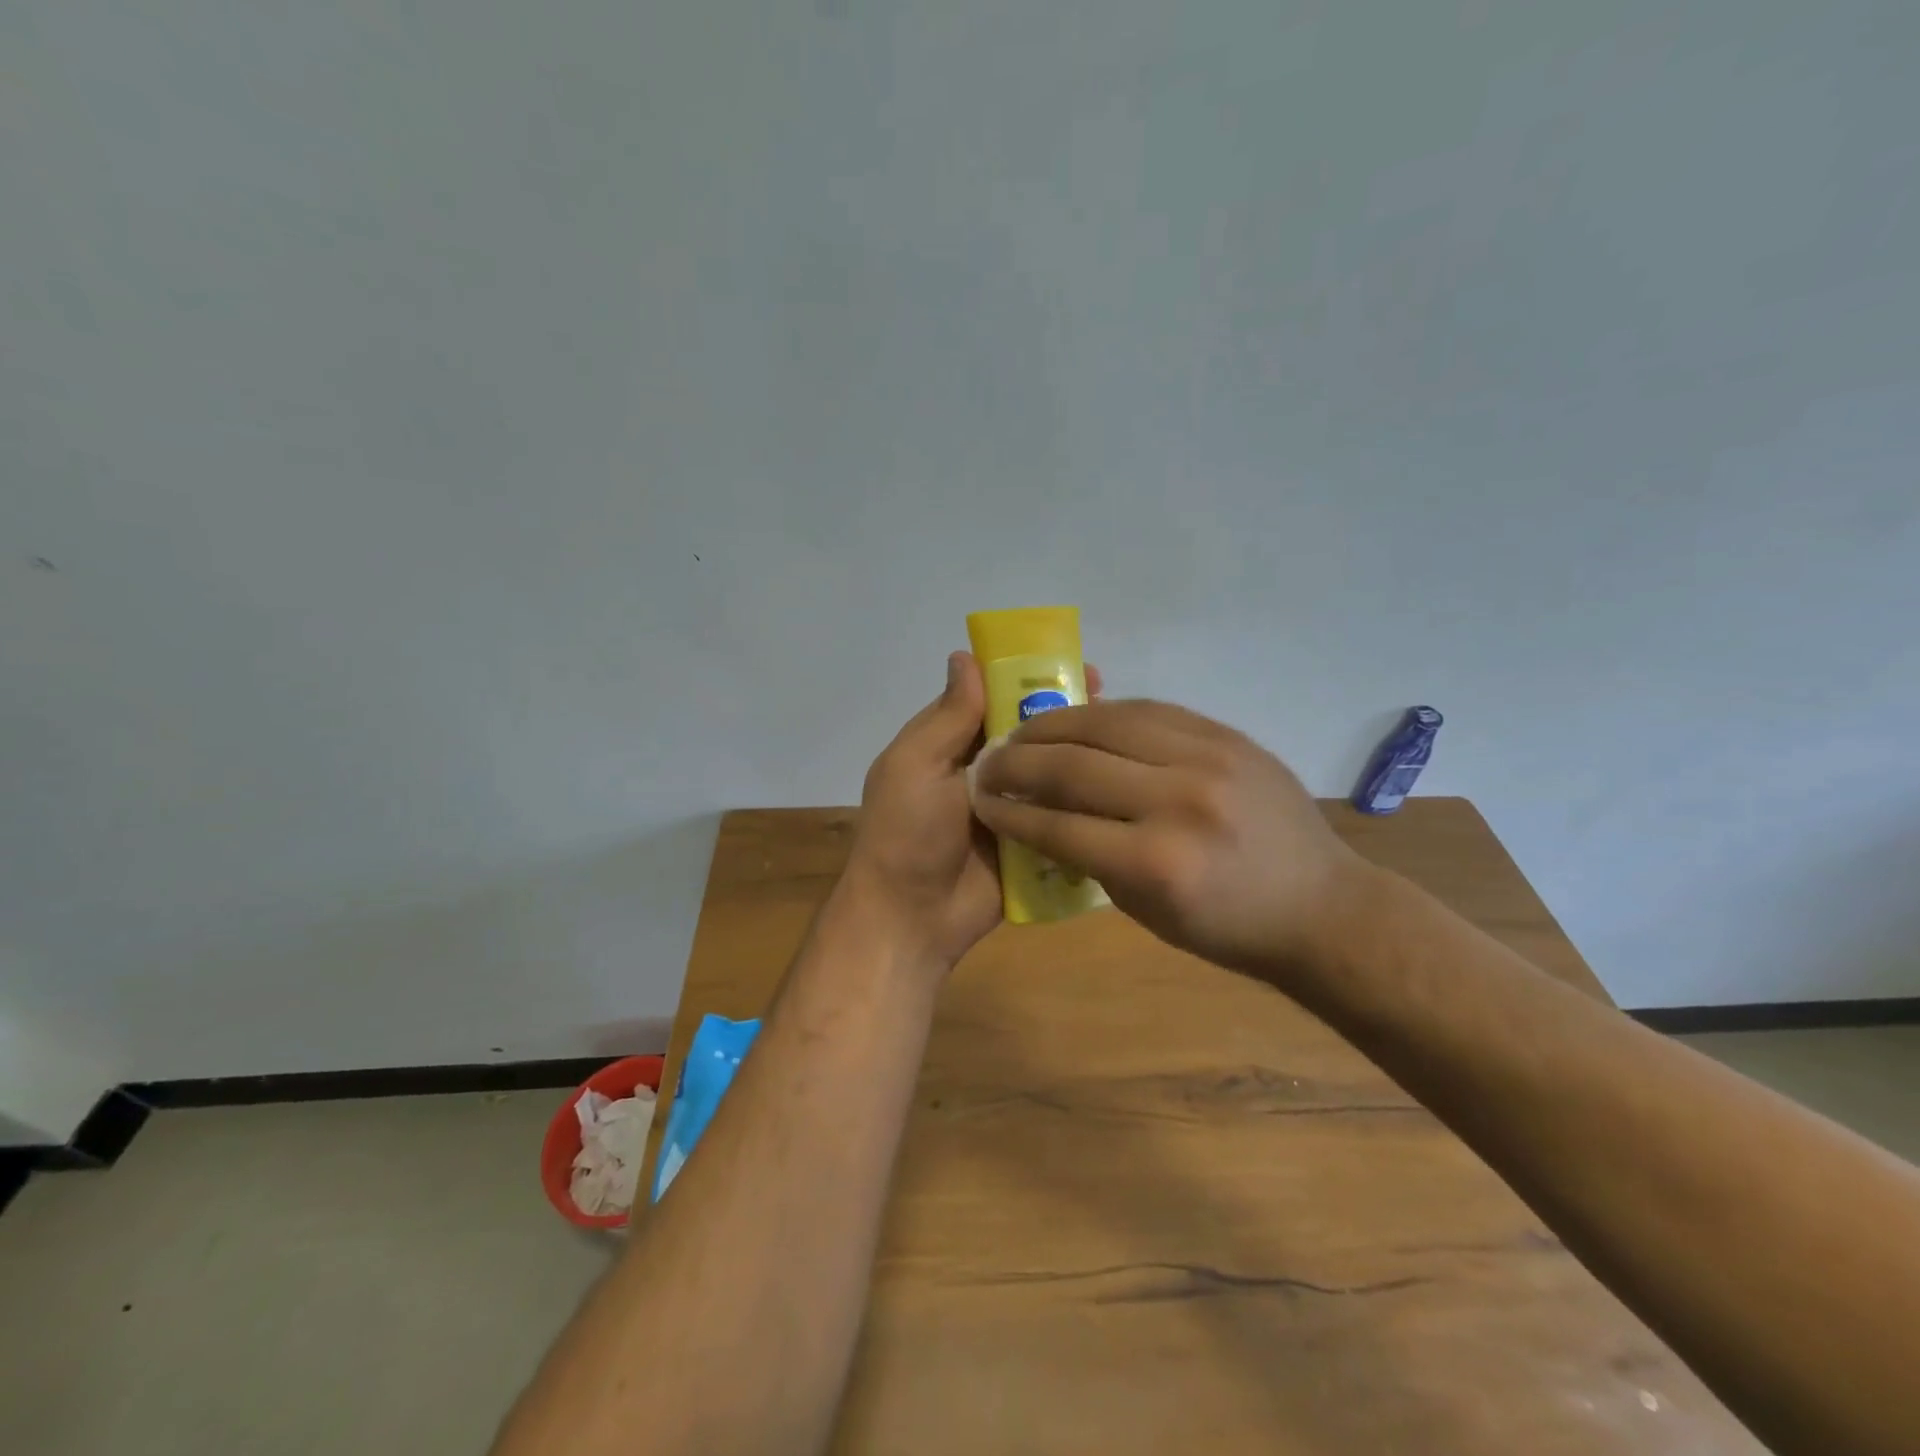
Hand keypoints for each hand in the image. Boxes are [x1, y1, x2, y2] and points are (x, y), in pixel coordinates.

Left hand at [841, 652, 1102, 973]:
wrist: (913, 919)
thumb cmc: (907, 834)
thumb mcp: (916, 766)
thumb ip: (948, 717)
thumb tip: (964, 655)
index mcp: (948, 744)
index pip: (992, 698)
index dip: (1026, 678)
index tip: (1069, 664)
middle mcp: (981, 769)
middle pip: (1027, 731)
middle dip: (1062, 713)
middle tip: (1107, 699)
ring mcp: (1010, 806)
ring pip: (1048, 769)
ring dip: (1078, 753)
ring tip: (1124, 737)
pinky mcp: (1031, 841)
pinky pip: (1060, 811)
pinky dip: (1084, 798)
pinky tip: (1121, 784)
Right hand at [971, 700, 1368, 980]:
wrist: (1320, 905)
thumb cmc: (1228, 928)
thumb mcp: (1146, 911)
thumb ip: (1089, 859)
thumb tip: (1040, 813)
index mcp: (1157, 864)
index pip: (1058, 825)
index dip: (1009, 810)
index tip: (980, 799)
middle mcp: (1179, 801)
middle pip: (1073, 765)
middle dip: (1017, 761)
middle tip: (989, 761)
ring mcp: (1207, 759)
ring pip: (1106, 723)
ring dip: (1051, 725)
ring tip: (1022, 731)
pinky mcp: (1225, 735)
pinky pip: (1147, 710)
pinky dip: (1102, 713)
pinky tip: (1077, 719)